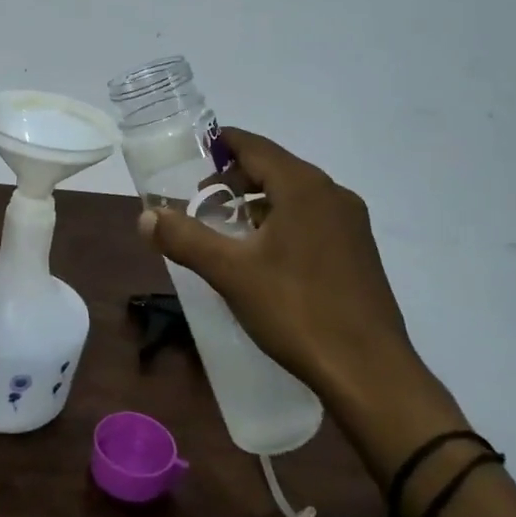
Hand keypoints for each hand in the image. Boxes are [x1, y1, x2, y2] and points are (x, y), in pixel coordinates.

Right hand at [138, 128, 419, 407]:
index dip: (221, 144)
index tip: (192, 155)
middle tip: (201, 201)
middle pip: (275, 167)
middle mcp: (332, 194)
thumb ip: (185, 239)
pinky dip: (282, 221)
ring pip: (295, 195)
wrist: (369, 371)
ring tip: (227, 229)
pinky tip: (264, 255)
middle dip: (235, 178)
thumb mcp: (230, 272)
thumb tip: (146, 216)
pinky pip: (312, 218)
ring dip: (258, 202)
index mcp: (303, 186)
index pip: (255, 146)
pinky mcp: (359, 251)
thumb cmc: (297, 310)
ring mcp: (351, 223)